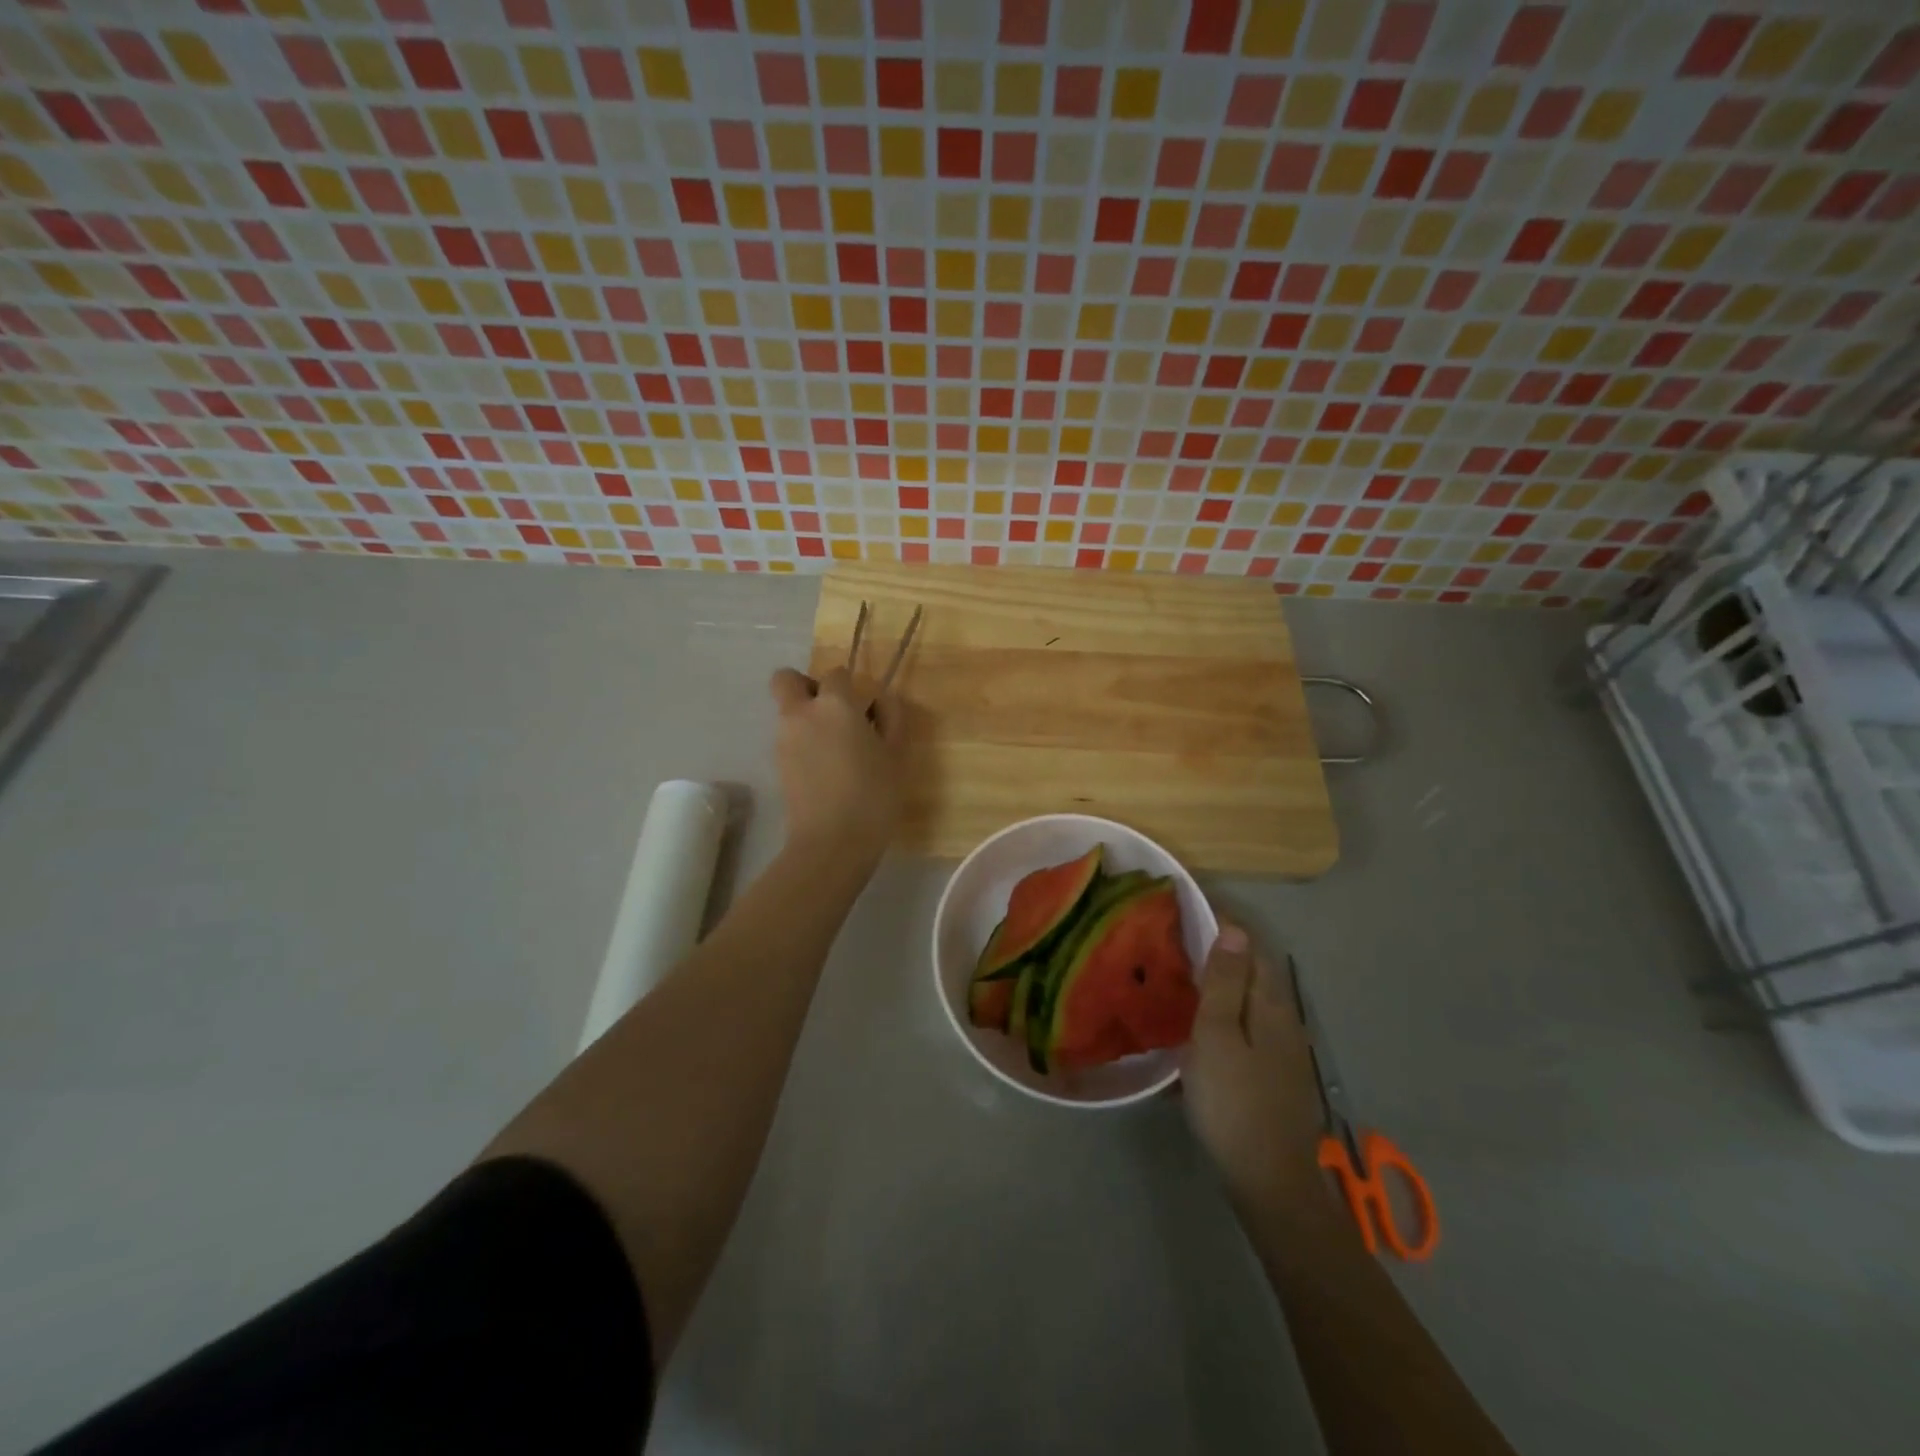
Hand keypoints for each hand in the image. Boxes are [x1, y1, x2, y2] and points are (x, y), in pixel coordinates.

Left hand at [767, 666, 904, 863]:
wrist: (832, 842)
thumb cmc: (873, 794)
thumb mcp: (896, 754)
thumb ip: (892, 718)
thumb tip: (882, 699)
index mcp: (835, 705)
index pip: (836, 674)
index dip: (850, 685)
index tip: (864, 708)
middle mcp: (802, 714)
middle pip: (786, 680)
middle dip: (806, 687)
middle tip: (833, 713)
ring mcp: (784, 740)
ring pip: (787, 712)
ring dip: (805, 719)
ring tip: (835, 751)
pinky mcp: (777, 765)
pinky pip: (787, 739)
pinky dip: (802, 744)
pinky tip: (825, 771)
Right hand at [1181, 924, 1330, 1220]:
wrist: (1269, 1180)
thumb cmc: (1234, 1101)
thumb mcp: (1217, 1035)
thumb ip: (1224, 982)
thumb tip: (1233, 929)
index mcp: (1270, 1003)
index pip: (1250, 945)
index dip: (1222, 921)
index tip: (1186, 905)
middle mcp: (1282, 1019)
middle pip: (1251, 971)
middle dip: (1218, 949)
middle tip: (1173, 938)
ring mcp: (1280, 1049)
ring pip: (1246, 1000)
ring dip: (1217, 982)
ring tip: (1177, 976)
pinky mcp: (1271, 1074)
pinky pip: (1243, 1026)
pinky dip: (1219, 1014)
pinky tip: (1194, 1028)